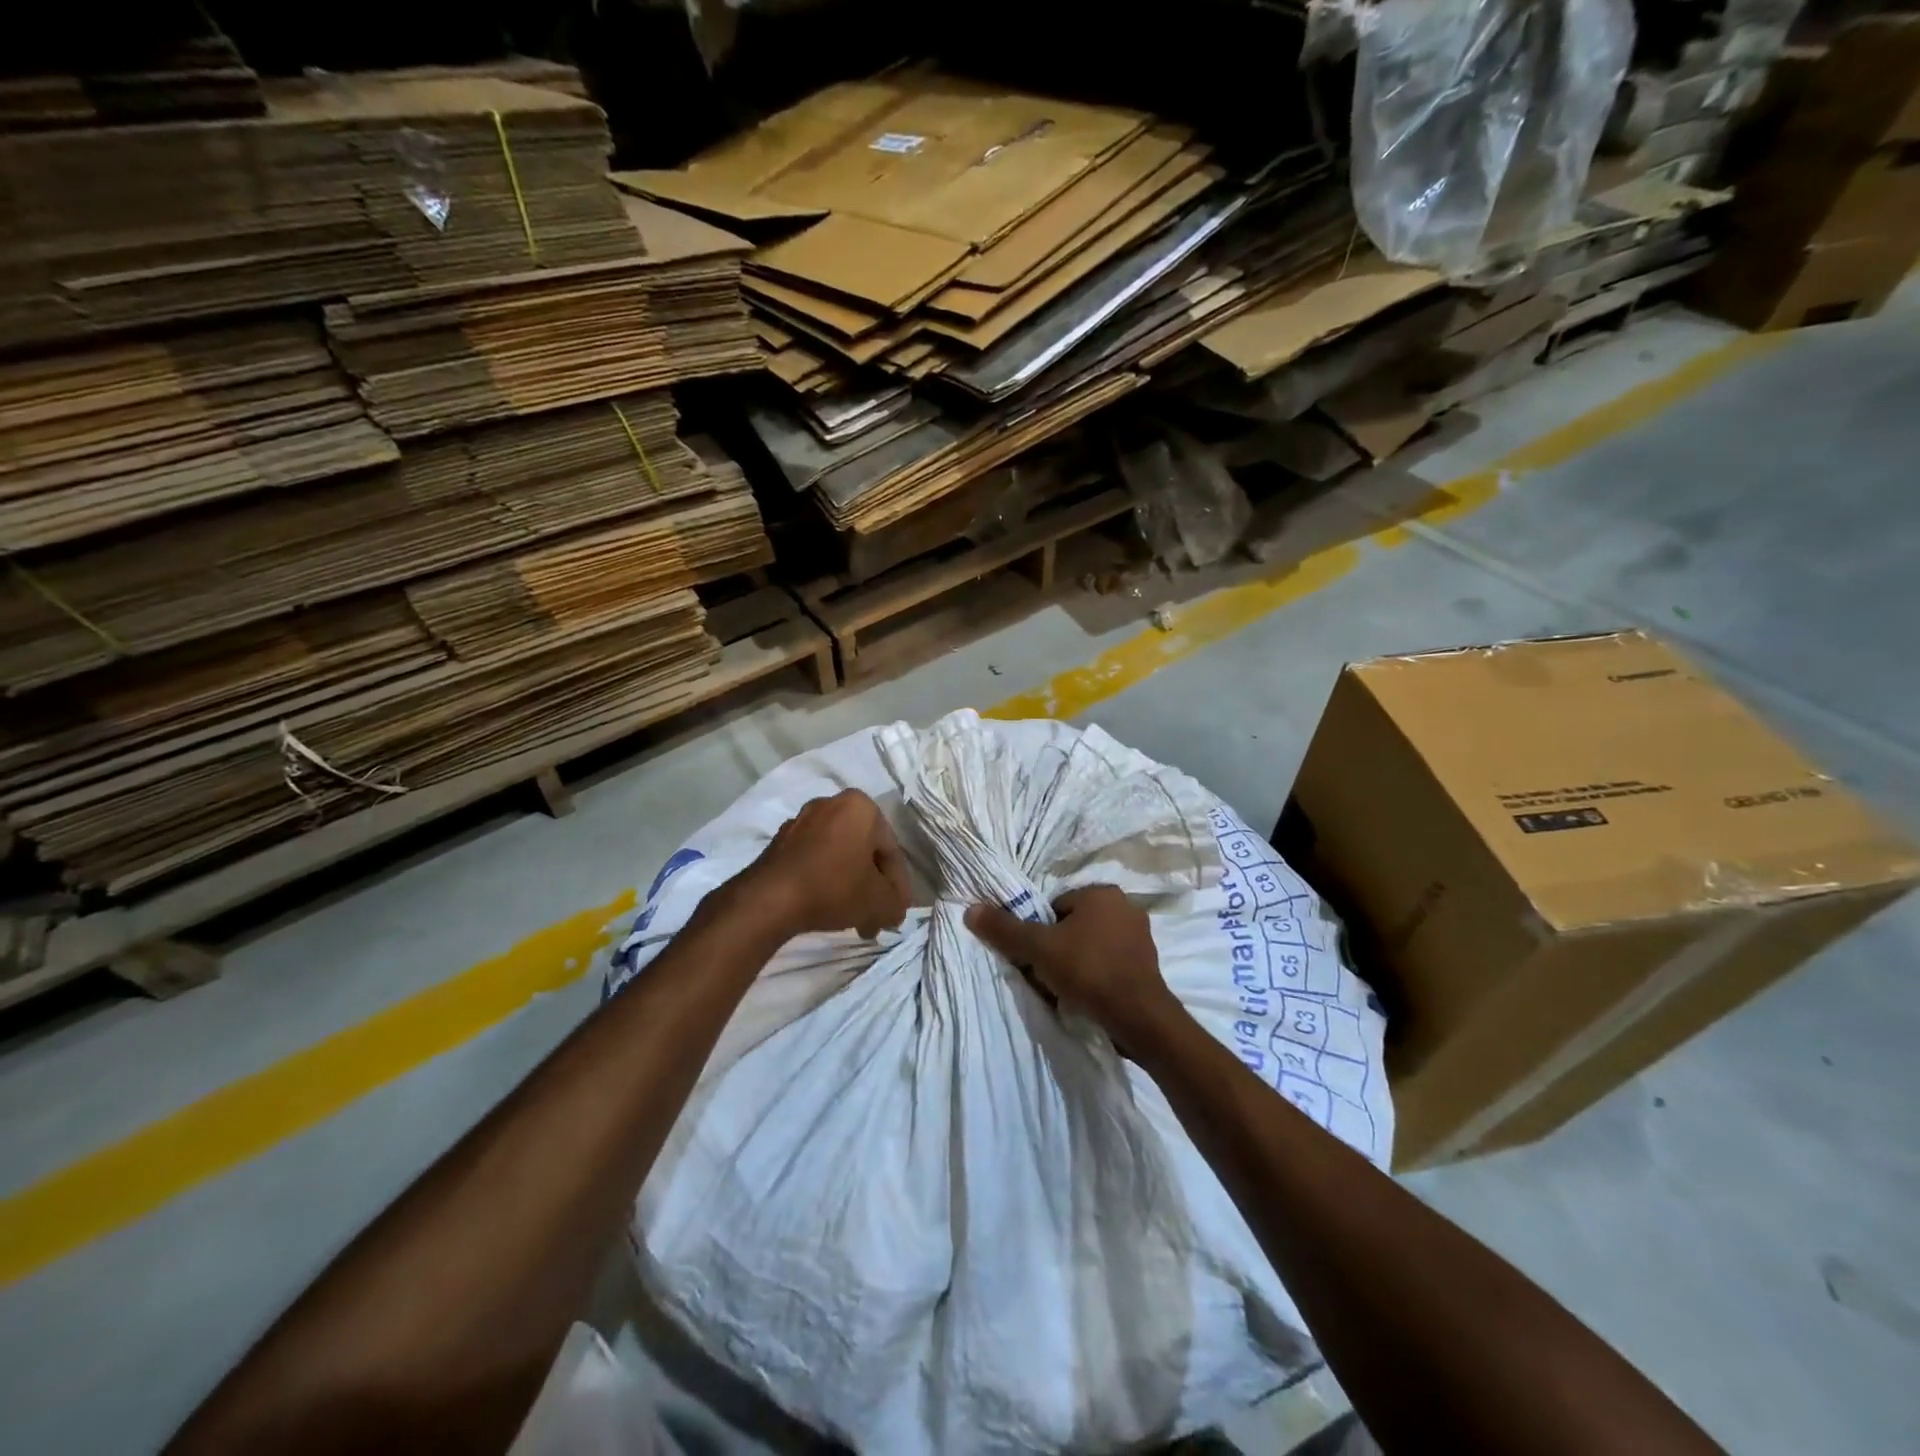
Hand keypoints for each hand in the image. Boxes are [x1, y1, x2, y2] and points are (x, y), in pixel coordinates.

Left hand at [743, 789, 911, 940]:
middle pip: (864, 851)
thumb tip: (893, 909)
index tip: (894, 913)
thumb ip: (896, 903)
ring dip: (849, 884)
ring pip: (839, 855)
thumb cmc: (833, 888)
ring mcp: (802, 820)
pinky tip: (826, 905)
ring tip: (852, 917)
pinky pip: (814, 859)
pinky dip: (825, 879)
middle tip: (875, 917)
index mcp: (861, 806)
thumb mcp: (879, 902)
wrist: (769, 899)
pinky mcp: (780, 839)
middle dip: (872, 886)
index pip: (891, 851)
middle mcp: (832, 803)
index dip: (897, 887)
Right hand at [965, 886, 1178, 1050]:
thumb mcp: (1038, 948)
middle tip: (1047, 974)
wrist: (1139, 1018)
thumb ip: (1004, 929)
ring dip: (1076, 964)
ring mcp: (1140, 937)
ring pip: (1090, 946)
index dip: (1040, 932)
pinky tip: (1086, 997)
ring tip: (1066, 989)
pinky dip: (1095, 977)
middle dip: (1058, 949)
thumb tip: (970, 909)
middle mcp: (1125, 907)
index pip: (1055, 906)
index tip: (1036, 956)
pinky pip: (1109, 964)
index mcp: (1102, 893)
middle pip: (1072, 926)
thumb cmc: (1088, 971)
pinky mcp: (1147, 966)